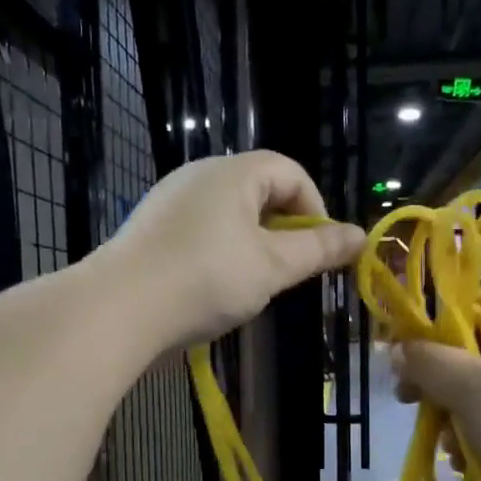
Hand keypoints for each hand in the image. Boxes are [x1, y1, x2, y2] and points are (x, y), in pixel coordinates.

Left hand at [104, 151, 366, 348]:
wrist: (119, 309)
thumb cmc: (206, 279)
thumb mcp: (272, 266)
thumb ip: (318, 250)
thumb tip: (360, 236)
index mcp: (232, 172)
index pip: (290, 172)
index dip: (315, 209)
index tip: (319, 252)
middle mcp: (198, 175)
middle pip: (259, 190)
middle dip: (284, 229)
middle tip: (288, 271)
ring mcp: (169, 201)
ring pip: (229, 214)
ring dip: (252, 244)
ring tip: (253, 284)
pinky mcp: (150, 230)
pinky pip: (200, 231)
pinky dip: (220, 253)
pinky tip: (213, 288)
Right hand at [392, 292, 480, 480]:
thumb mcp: (470, 386)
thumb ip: (427, 362)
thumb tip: (398, 349)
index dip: (442, 318)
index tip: (411, 347)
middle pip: (474, 351)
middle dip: (440, 381)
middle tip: (410, 399)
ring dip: (454, 418)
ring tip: (447, 444)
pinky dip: (477, 440)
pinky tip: (464, 461)